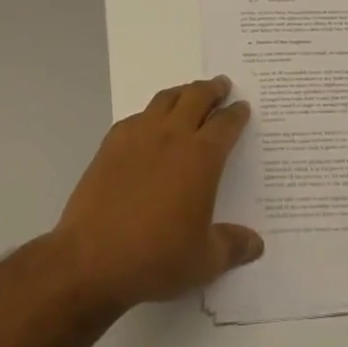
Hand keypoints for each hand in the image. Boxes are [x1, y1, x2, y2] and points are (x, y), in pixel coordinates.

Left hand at [50, 76, 263, 310]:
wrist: (91, 259)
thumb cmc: (155, 258)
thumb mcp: (204, 261)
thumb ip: (233, 246)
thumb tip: (257, 243)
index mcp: (201, 157)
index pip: (226, 124)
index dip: (237, 114)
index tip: (242, 107)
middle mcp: (172, 136)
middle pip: (197, 97)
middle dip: (213, 89)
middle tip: (222, 86)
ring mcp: (139, 135)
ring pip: (166, 99)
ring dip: (183, 93)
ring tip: (189, 94)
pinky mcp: (112, 143)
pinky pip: (137, 116)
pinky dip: (151, 114)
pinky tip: (150, 126)